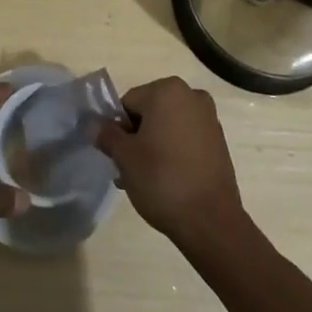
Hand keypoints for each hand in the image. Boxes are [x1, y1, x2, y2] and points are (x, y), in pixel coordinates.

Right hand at [95, 77, 246, 247]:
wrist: (211, 221)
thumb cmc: (163, 180)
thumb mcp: (124, 157)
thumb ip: (106, 135)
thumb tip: (93, 124)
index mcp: (167, 90)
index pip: (128, 103)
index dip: (118, 130)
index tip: (118, 157)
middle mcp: (190, 95)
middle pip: (149, 113)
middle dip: (136, 138)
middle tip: (128, 170)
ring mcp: (208, 118)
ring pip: (167, 127)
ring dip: (153, 146)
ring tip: (144, 180)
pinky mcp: (219, 141)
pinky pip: (185, 139)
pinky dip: (173, 152)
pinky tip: (166, 181)